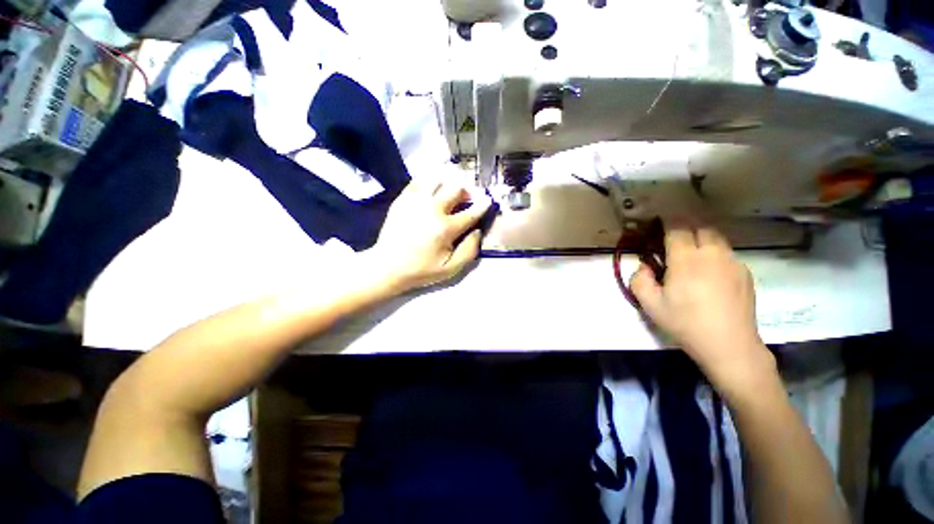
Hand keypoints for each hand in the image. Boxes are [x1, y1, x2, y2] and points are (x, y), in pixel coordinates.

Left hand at [369, 178, 491, 293]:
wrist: (387, 266)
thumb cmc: (421, 270)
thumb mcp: (450, 269)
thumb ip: (469, 251)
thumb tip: (478, 231)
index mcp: (445, 228)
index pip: (471, 212)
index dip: (483, 205)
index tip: (488, 201)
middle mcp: (432, 209)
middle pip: (456, 188)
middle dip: (467, 191)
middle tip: (467, 198)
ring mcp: (415, 201)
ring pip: (438, 179)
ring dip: (448, 183)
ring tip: (449, 192)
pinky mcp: (402, 199)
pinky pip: (419, 181)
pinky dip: (429, 182)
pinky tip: (432, 189)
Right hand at [629, 222, 775, 388]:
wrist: (730, 346)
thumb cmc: (686, 324)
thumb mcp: (650, 305)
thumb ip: (639, 280)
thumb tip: (645, 266)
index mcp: (687, 260)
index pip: (677, 228)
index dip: (667, 221)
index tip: (658, 221)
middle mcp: (712, 254)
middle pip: (700, 226)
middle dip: (684, 224)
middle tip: (672, 235)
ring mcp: (733, 262)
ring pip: (716, 237)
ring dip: (700, 237)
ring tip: (690, 251)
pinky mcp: (745, 272)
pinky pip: (726, 253)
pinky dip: (714, 252)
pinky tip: (709, 271)